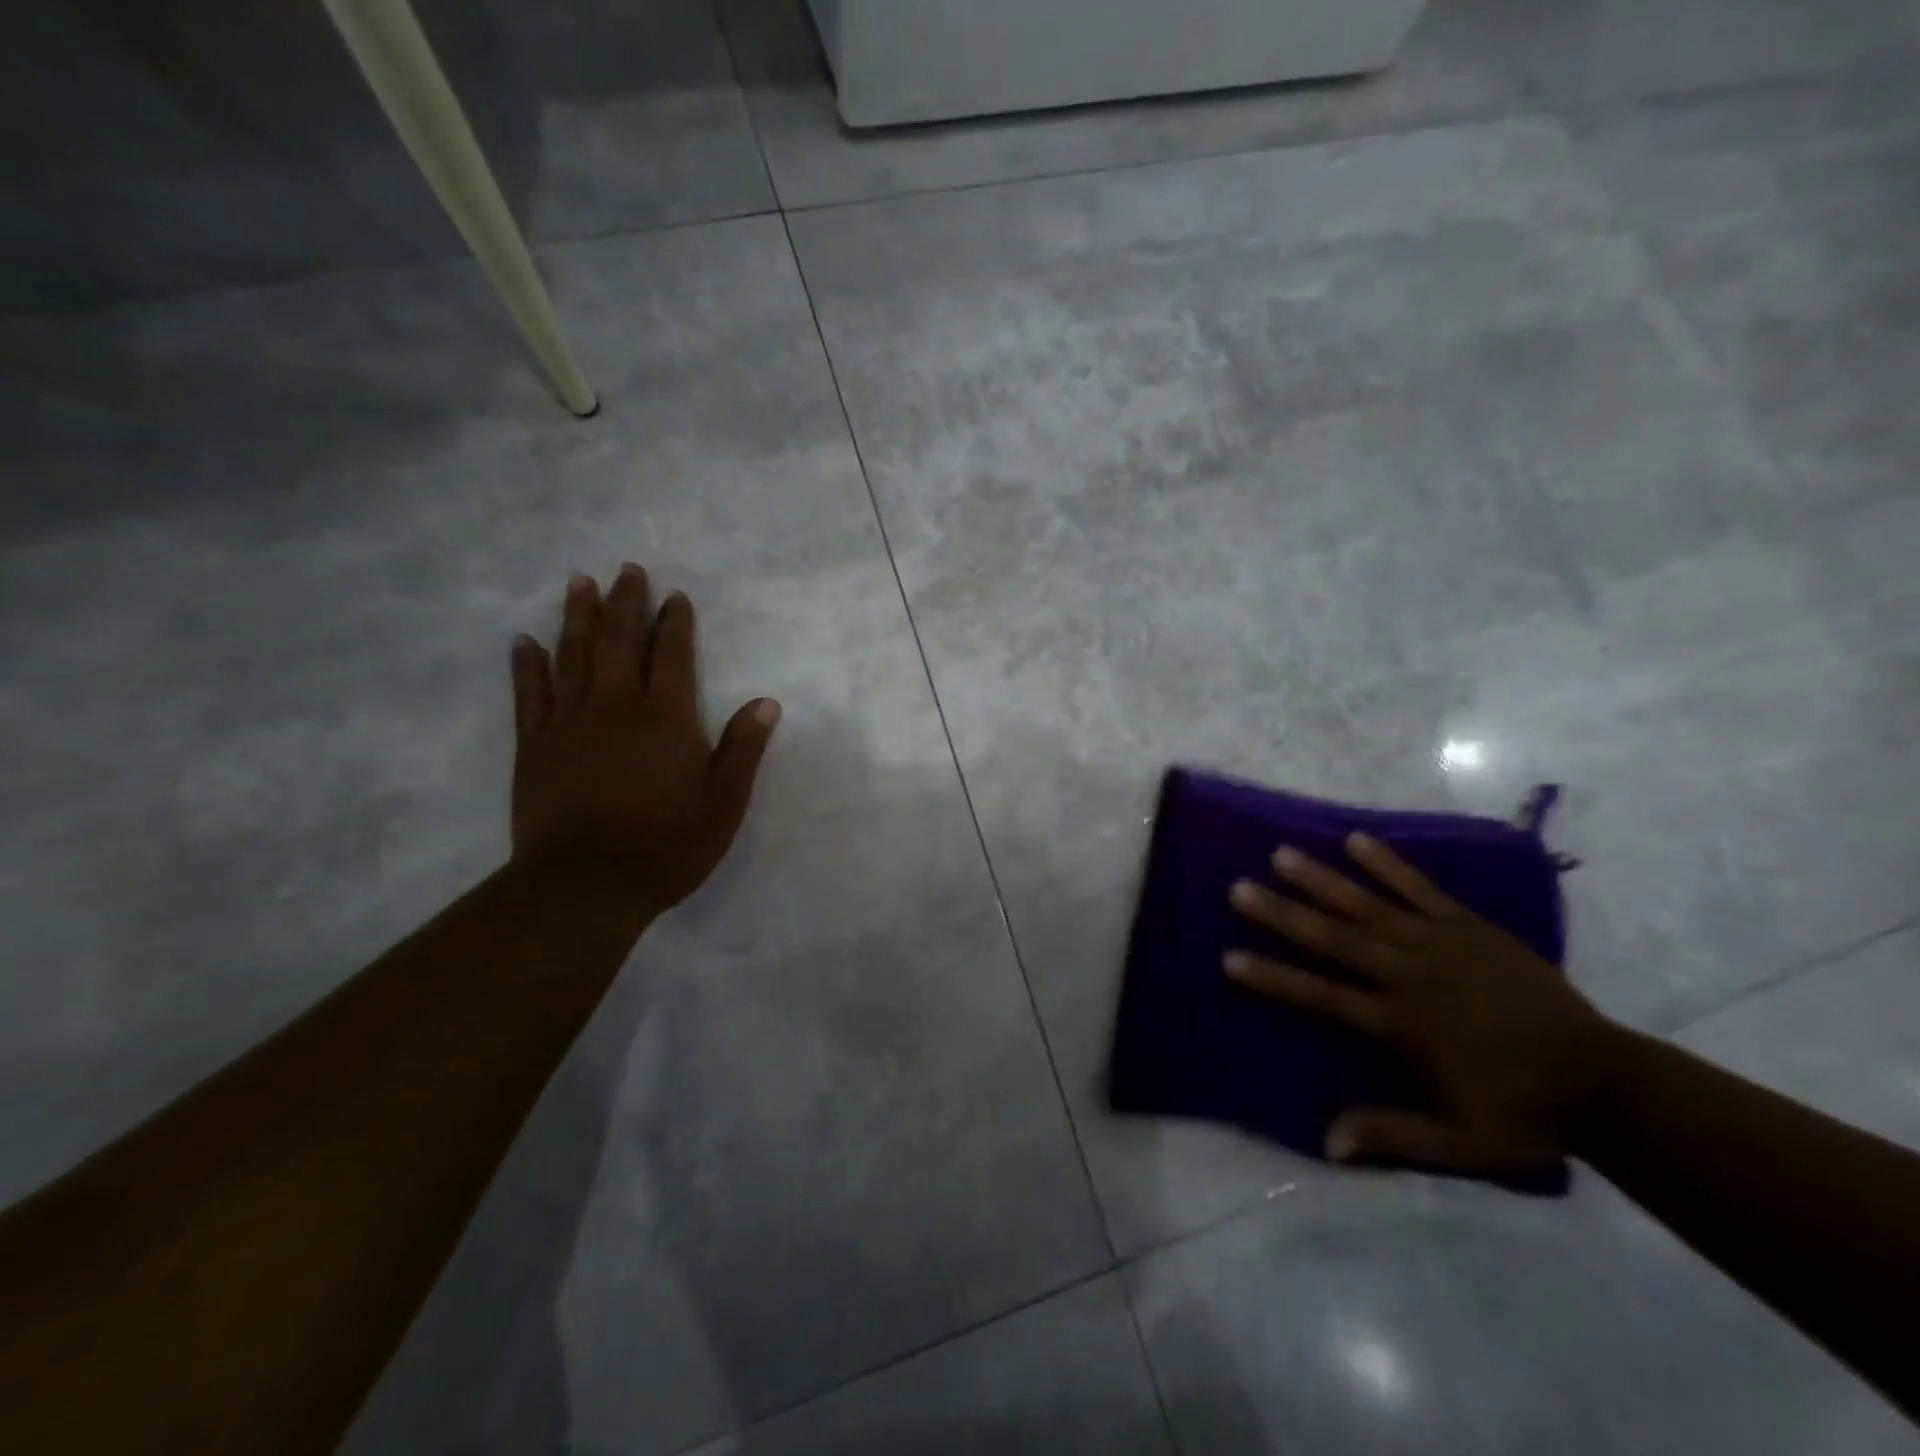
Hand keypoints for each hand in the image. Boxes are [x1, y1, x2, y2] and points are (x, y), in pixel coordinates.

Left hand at [510, 564, 778, 916]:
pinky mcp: (534, 745)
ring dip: (577, 616)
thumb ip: (743, 748)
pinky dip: (527, 664)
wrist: (587, 884)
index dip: (674, 623)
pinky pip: (529, 694)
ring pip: (572, 655)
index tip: (674, 597)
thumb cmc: (668, 844)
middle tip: (627, 569)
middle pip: (618, 641)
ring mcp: (570, 722)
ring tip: (579, 583)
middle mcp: (617, 706)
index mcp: (666, 716)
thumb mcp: (725, 802)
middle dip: (625, 602)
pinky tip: (524, 641)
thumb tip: (766, 702)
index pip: (672, 655)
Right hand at [1226, 834, 1622, 1175]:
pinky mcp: (1469, 926)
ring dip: (1322, 880)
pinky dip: (1387, 863)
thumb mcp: (1458, 1142)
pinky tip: (1356, 838)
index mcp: (1400, 1024)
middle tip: (1238, 888)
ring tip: (1281, 854)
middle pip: (1334, 941)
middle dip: (1282, 914)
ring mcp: (1440, 944)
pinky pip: (1421, 889)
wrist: (1605, 1080)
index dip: (1273, 977)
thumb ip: (1392, 1136)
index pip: (1322, 996)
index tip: (1229, 959)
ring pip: (1369, 906)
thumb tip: (1326, 1141)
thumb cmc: (1522, 1111)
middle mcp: (1409, 975)